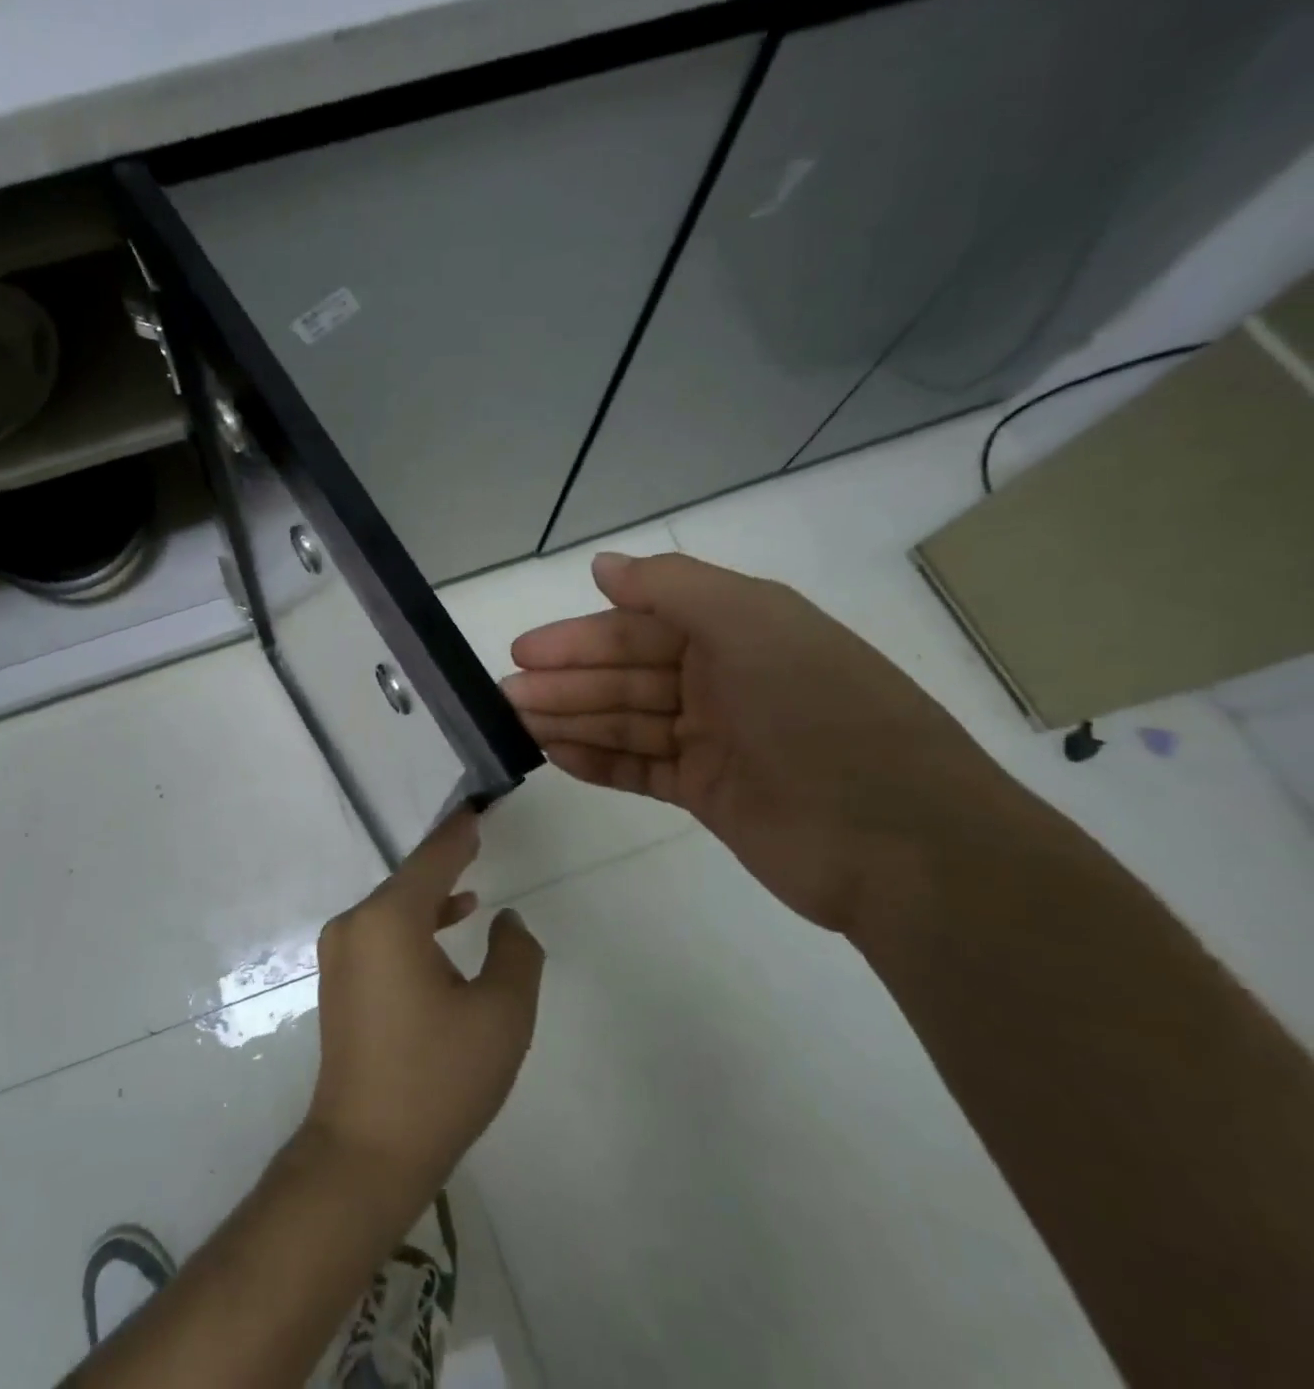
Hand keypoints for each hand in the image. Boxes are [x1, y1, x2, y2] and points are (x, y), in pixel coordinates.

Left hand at [304, 812, 543, 1206]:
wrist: (365, 1154)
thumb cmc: (438, 1080)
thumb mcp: (501, 1016)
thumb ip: (515, 955)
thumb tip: (507, 920)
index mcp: (389, 920)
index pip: (432, 859)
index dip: (459, 833)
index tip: (477, 809)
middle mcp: (356, 925)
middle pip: (410, 881)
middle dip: (446, 862)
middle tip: (477, 836)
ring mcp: (341, 953)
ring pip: (395, 909)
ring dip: (432, 898)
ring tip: (472, 889)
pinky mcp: (340, 980)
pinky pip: (382, 934)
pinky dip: (415, 926)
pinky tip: (445, 932)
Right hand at [502, 551, 1020, 936]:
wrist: (899, 841)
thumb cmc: (820, 713)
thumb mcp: (752, 624)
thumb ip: (672, 588)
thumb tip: (602, 565)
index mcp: (735, 632)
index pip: (639, 628)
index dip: (579, 638)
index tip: (524, 651)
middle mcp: (721, 680)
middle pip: (626, 675)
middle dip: (566, 682)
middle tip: (506, 695)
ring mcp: (714, 739)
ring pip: (626, 721)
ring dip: (572, 720)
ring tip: (517, 725)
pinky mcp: (708, 792)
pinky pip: (640, 769)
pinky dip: (599, 762)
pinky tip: (557, 756)